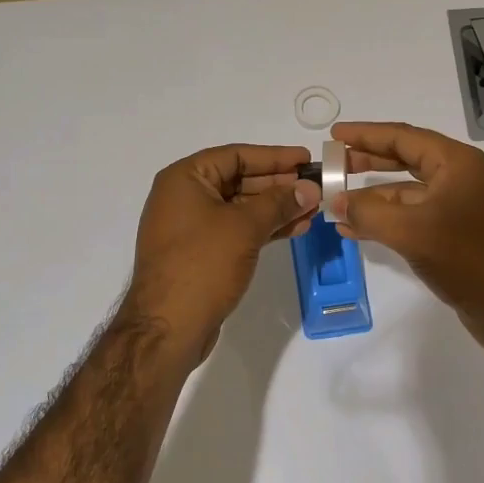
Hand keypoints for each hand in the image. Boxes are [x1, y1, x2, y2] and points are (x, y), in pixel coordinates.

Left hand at [123, 144, 319, 361]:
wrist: (168, 327)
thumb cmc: (203, 264)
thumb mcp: (245, 227)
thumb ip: (279, 203)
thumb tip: (309, 188)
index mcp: (184, 179)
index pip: (235, 155)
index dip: (274, 156)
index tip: (306, 160)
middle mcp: (184, 197)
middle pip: (238, 180)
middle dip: (278, 185)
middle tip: (315, 187)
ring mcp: (191, 227)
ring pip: (240, 208)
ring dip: (276, 208)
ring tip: (313, 211)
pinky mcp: (200, 253)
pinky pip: (236, 230)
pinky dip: (263, 228)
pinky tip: (294, 230)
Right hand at [332, 121, 483, 361]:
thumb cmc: (471, 258)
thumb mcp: (412, 231)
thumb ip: (369, 212)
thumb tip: (337, 202)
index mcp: (456, 163)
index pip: (403, 137)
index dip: (366, 134)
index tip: (334, 133)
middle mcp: (459, 179)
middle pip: (405, 161)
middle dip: (367, 162)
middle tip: (333, 165)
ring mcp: (459, 209)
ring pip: (406, 194)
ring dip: (372, 198)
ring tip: (335, 203)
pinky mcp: (456, 238)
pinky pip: (412, 220)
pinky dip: (385, 222)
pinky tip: (356, 231)